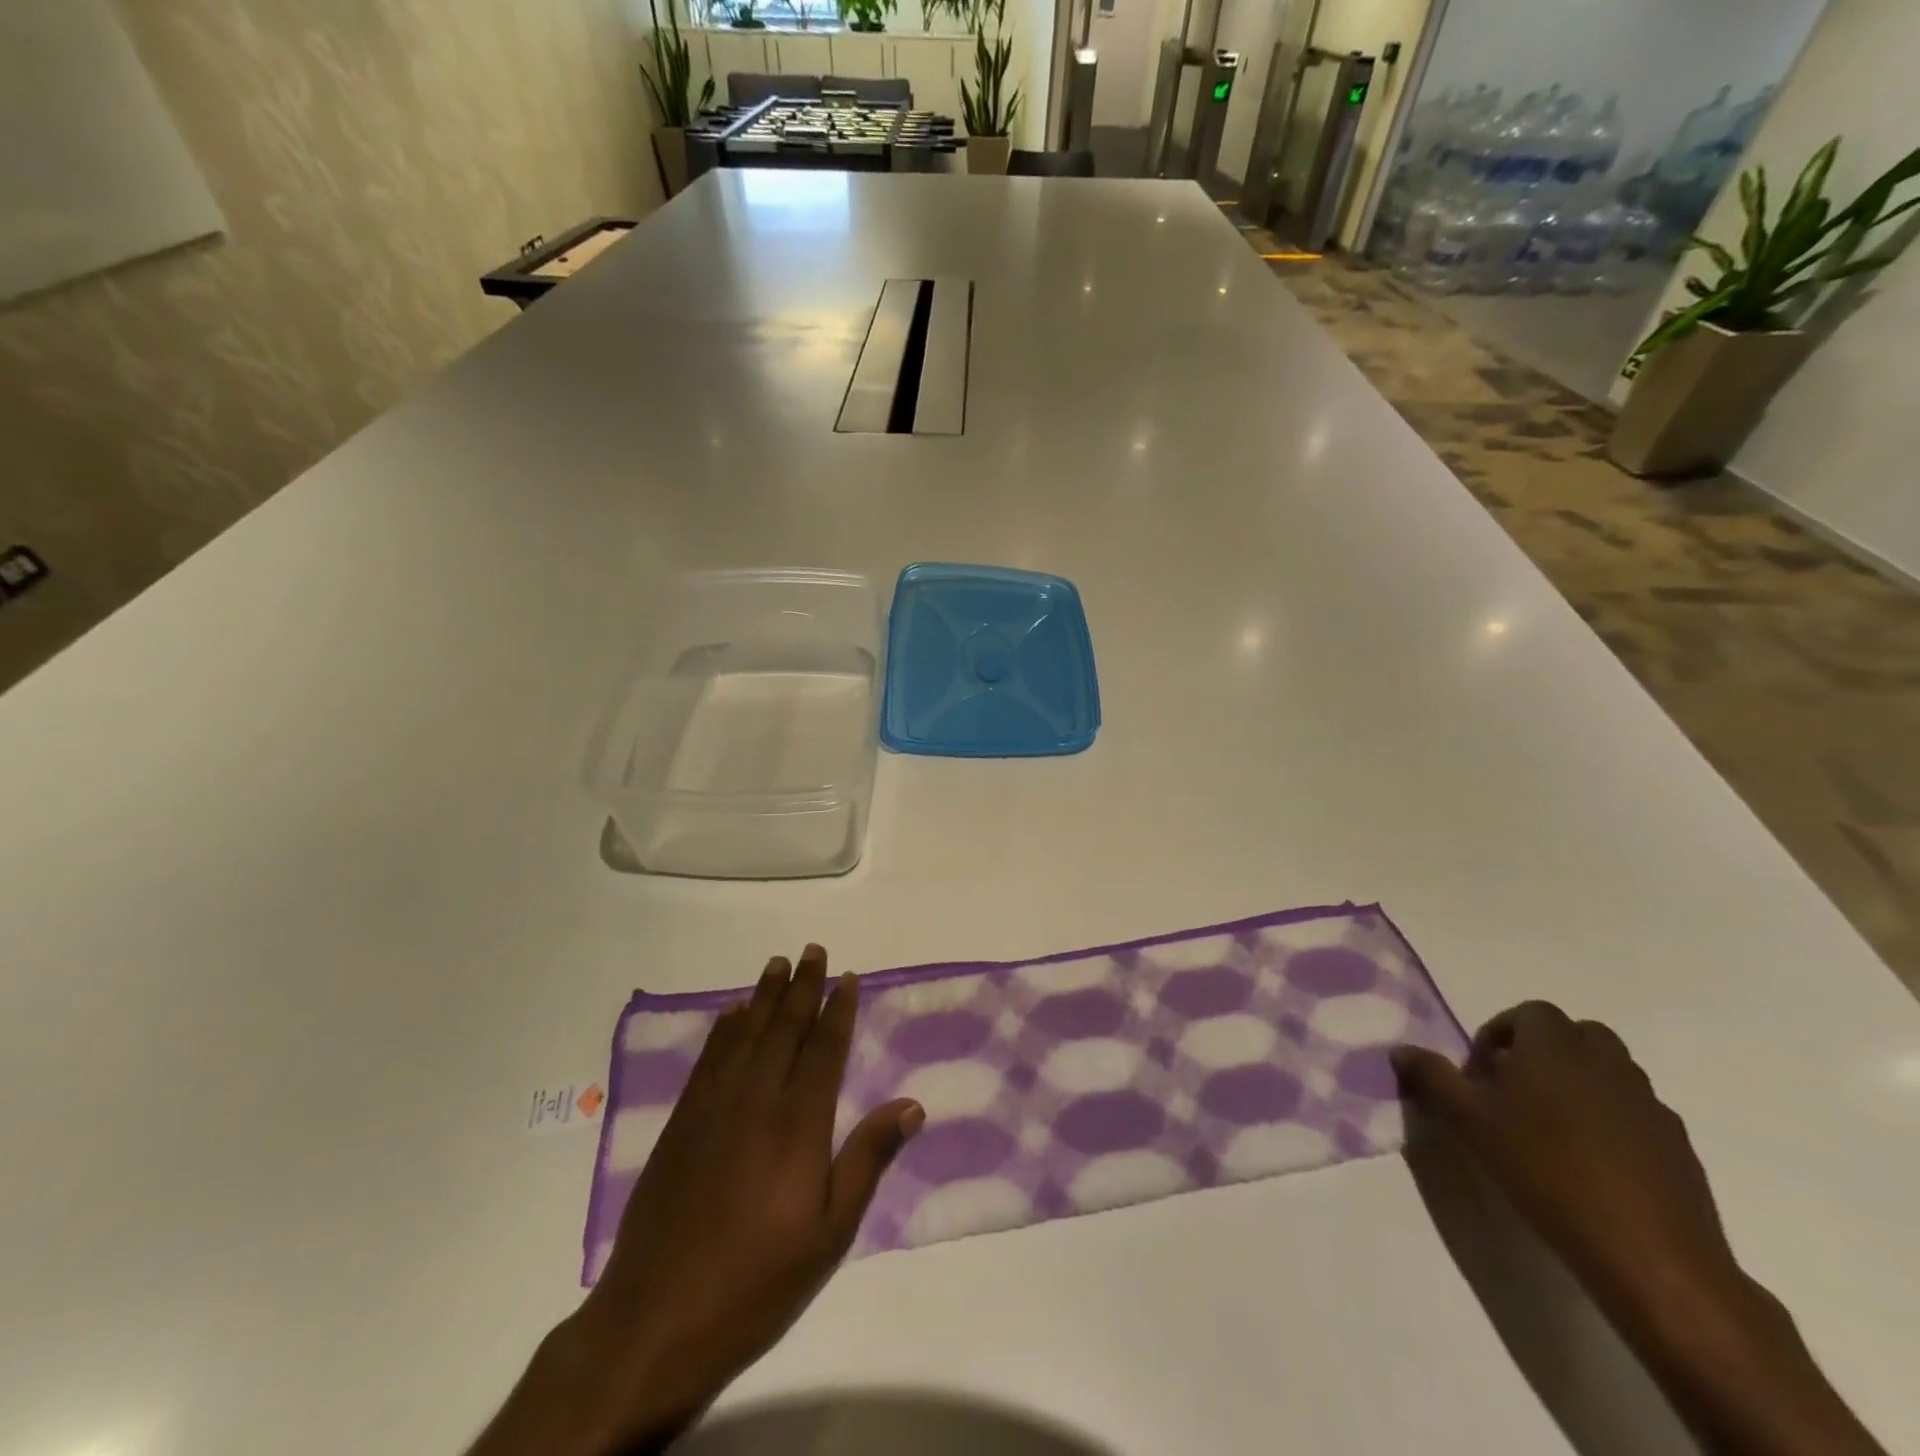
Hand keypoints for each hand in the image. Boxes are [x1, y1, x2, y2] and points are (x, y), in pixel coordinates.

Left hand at [469, 946, 922, 1455]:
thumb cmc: (757, 1281)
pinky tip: (733, 1014)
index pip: (824, 1049)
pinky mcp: (682, 1121)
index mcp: (799, 1123)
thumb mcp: (829, 1232)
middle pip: (785, 1028)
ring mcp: (714, 1106)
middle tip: (814, 950)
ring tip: (778, 964)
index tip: (847, 978)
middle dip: (802, 986)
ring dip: (764, 995)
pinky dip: (724, 1029)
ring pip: (746, 1033)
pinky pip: (709, 1058)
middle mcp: (757, 1099)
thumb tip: (912, 1105)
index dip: (838, 1010)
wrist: (656, 1318)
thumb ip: (868, 1160)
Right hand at [1390, 1001, 1735, 1315]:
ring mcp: (1649, 1103)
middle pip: (1578, 1034)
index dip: (1502, 1032)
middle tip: (1517, 1088)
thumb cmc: (1543, 1169)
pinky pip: (1636, 1112)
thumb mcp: (1468, 1121)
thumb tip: (1401, 1050)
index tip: (1484, 1069)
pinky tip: (1593, 1162)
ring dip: (1580, 1082)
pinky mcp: (1678, 1145)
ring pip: (1610, 1071)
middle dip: (1546, 1050)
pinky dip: (1613, 1120)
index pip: (1530, 1012)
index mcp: (1555, 1046)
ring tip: (1552, 1127)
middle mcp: (1606, 1062)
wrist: (1648, 1253)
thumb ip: (1433, 1077)